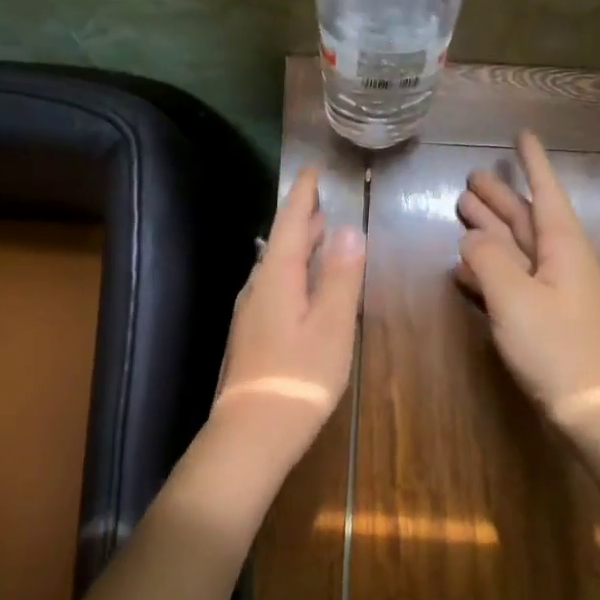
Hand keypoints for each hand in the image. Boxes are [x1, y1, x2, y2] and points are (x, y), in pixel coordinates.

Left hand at [211, 166, 365, 474]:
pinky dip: (291, 274)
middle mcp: (258, 288)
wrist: (254, 429)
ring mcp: (251, 314)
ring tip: (314, 236)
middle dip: (300, 220)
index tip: (310, 170)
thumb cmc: (300, 375)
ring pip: (275, 267)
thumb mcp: (331, 324)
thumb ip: (340, 276)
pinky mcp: (252, 336)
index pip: (289, 223)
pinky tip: (300, 287)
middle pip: (280, 244)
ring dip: (295, 248)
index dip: (301, 195)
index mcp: (277, 277)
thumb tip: (348, 228)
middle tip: (318, 203)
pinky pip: (273, 288)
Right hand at [454, 131, 599, 422]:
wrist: (589, 403)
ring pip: (517, 249)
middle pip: (526, 220)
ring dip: (491, 230)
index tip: (522, 135)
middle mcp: (560, 262)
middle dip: (501, 198)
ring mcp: (553, 291)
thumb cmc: (555, 345)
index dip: (533, 164)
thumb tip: (472, 237)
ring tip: (461, 210)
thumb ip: (489, 260)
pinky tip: (465, 267)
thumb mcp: (515, 297)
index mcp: (563, 248)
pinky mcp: (543, 317)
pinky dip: (489, 269)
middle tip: (470, 178)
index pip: (545, 194)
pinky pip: (512, 280)